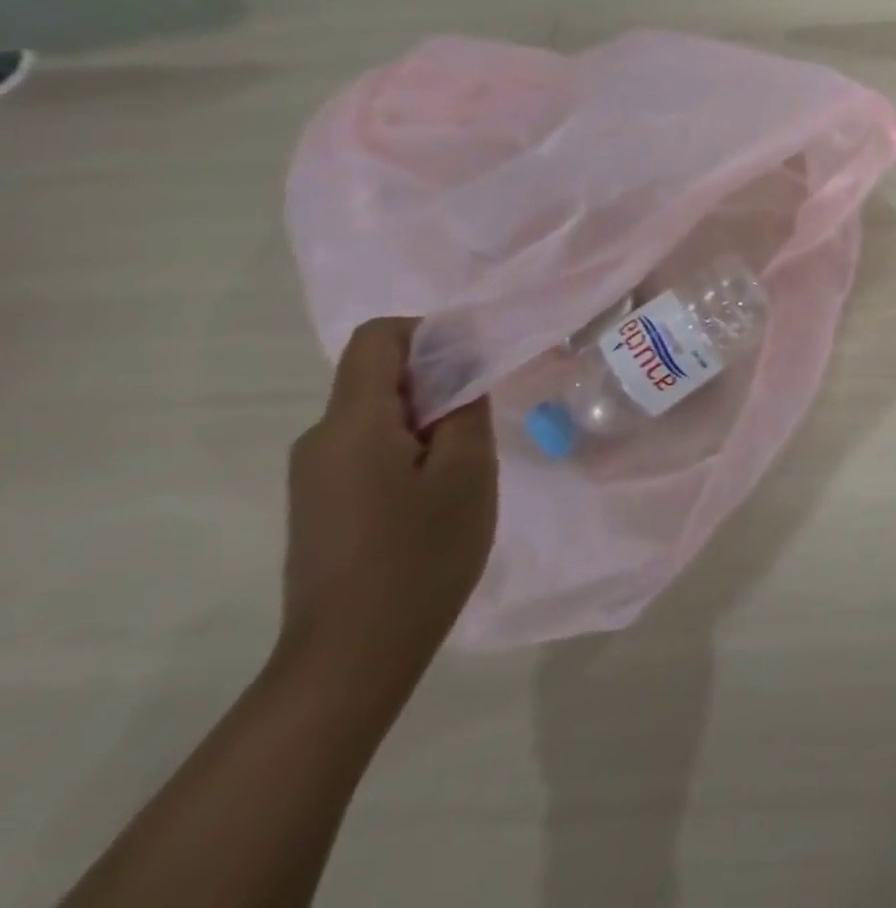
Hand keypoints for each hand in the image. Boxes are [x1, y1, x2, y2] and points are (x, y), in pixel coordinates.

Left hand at [279, 318, 496, 684]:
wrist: (351, 657)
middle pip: (379, 375)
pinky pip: (369, 447)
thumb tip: (464, 366)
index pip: (379, 337)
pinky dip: (410, 447)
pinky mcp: (321, 502)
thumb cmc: (420, 555)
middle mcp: (321, 438)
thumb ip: (466, 407)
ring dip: (428, 418)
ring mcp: (315, 474)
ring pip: (378, 414)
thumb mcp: (467, 471)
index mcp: (352, 423)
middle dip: (438, 381)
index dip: (430, 333)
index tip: (477, 362)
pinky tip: (438, 492)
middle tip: (485, 418)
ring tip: (468, 462)